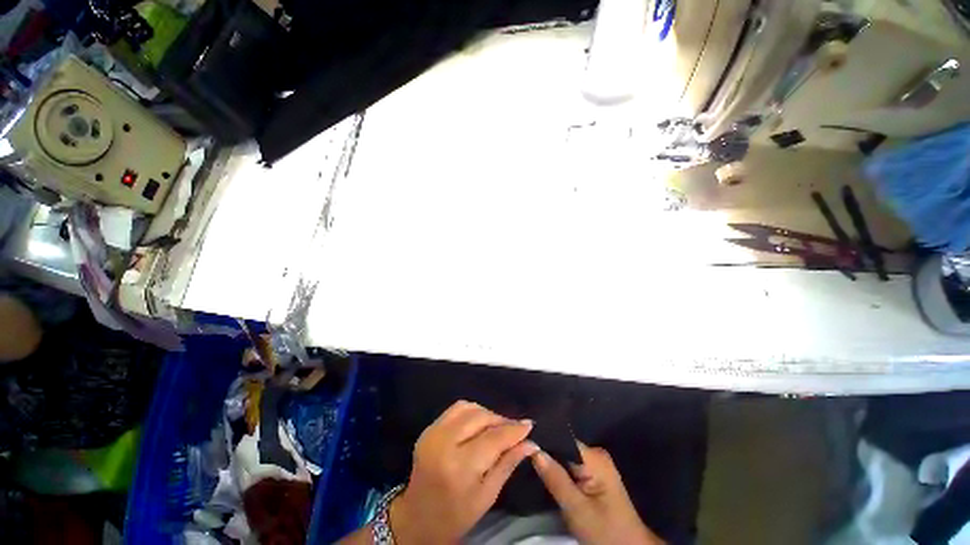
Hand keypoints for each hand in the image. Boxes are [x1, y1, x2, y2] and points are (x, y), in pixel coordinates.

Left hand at [390, 400, 537, 543]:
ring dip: (486, 413)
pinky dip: (472, 412)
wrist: (416, 519)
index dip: (513, 430)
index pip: (493, 438)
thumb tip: (530, 443)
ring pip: (468, 407)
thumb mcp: (487, 496)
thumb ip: (508, 464)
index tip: (529, 425)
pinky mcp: (429, 428)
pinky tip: (479, 424)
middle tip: (514, 428)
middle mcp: (444, 443)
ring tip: (497, 426)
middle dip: (501, 420)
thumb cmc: (456, 516)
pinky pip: (455, 409)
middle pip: (480, 417)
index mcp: (459, 466)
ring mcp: (433, 432)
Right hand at [532, 442, 663, 544]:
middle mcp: (595, 453)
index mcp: (594, 457)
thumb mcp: (577, 510)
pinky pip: (569, 463)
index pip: (561, 438)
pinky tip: (544, 471)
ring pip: (564, 454)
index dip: (542, 440)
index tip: (521, 442)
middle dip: (544, 451)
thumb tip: (534, 449)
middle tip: (521, 454)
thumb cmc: (605, 532)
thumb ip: (555, 479)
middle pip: (562, 445)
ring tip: (528, 460)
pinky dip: (557, 468)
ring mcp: (595, 463)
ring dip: (549, 460)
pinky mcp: (593, 473)